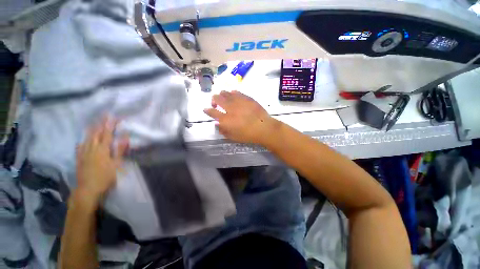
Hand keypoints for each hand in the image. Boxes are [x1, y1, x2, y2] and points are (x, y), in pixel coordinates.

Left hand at [76, 118, 128, 202]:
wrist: (88, 190)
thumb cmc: (105, 177)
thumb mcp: (117, 164)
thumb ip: (120, 149)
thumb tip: (125, 137)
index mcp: (102, 149)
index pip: (107, 134)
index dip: (110, 125)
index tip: (113, 116)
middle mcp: (91, 148)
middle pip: (96, 134)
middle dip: (100, 124)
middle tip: (104, 116)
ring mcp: (83, 154)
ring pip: (87, 139)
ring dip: (91, 130)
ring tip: (94, 123)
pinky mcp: (79, 159)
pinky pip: (80, 147)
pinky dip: (82, 142)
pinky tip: (82, 141)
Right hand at [203, 91, 276, 144]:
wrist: (264, 128)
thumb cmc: (248, 135)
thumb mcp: (233, 137)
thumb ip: (223, 130)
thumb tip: (217, 124)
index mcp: (225, 119)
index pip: (212, 112)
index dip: (207, 110)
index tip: (205, 109)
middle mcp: (230, 108)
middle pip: (217, 98)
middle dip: (213, 100)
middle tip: (215, 104)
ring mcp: (238, 101)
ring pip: (225, 93)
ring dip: (222, 95)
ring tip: (224, 99)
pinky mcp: (246, 97)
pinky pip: (236, 92)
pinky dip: (232, 93)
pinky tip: (233, 96)